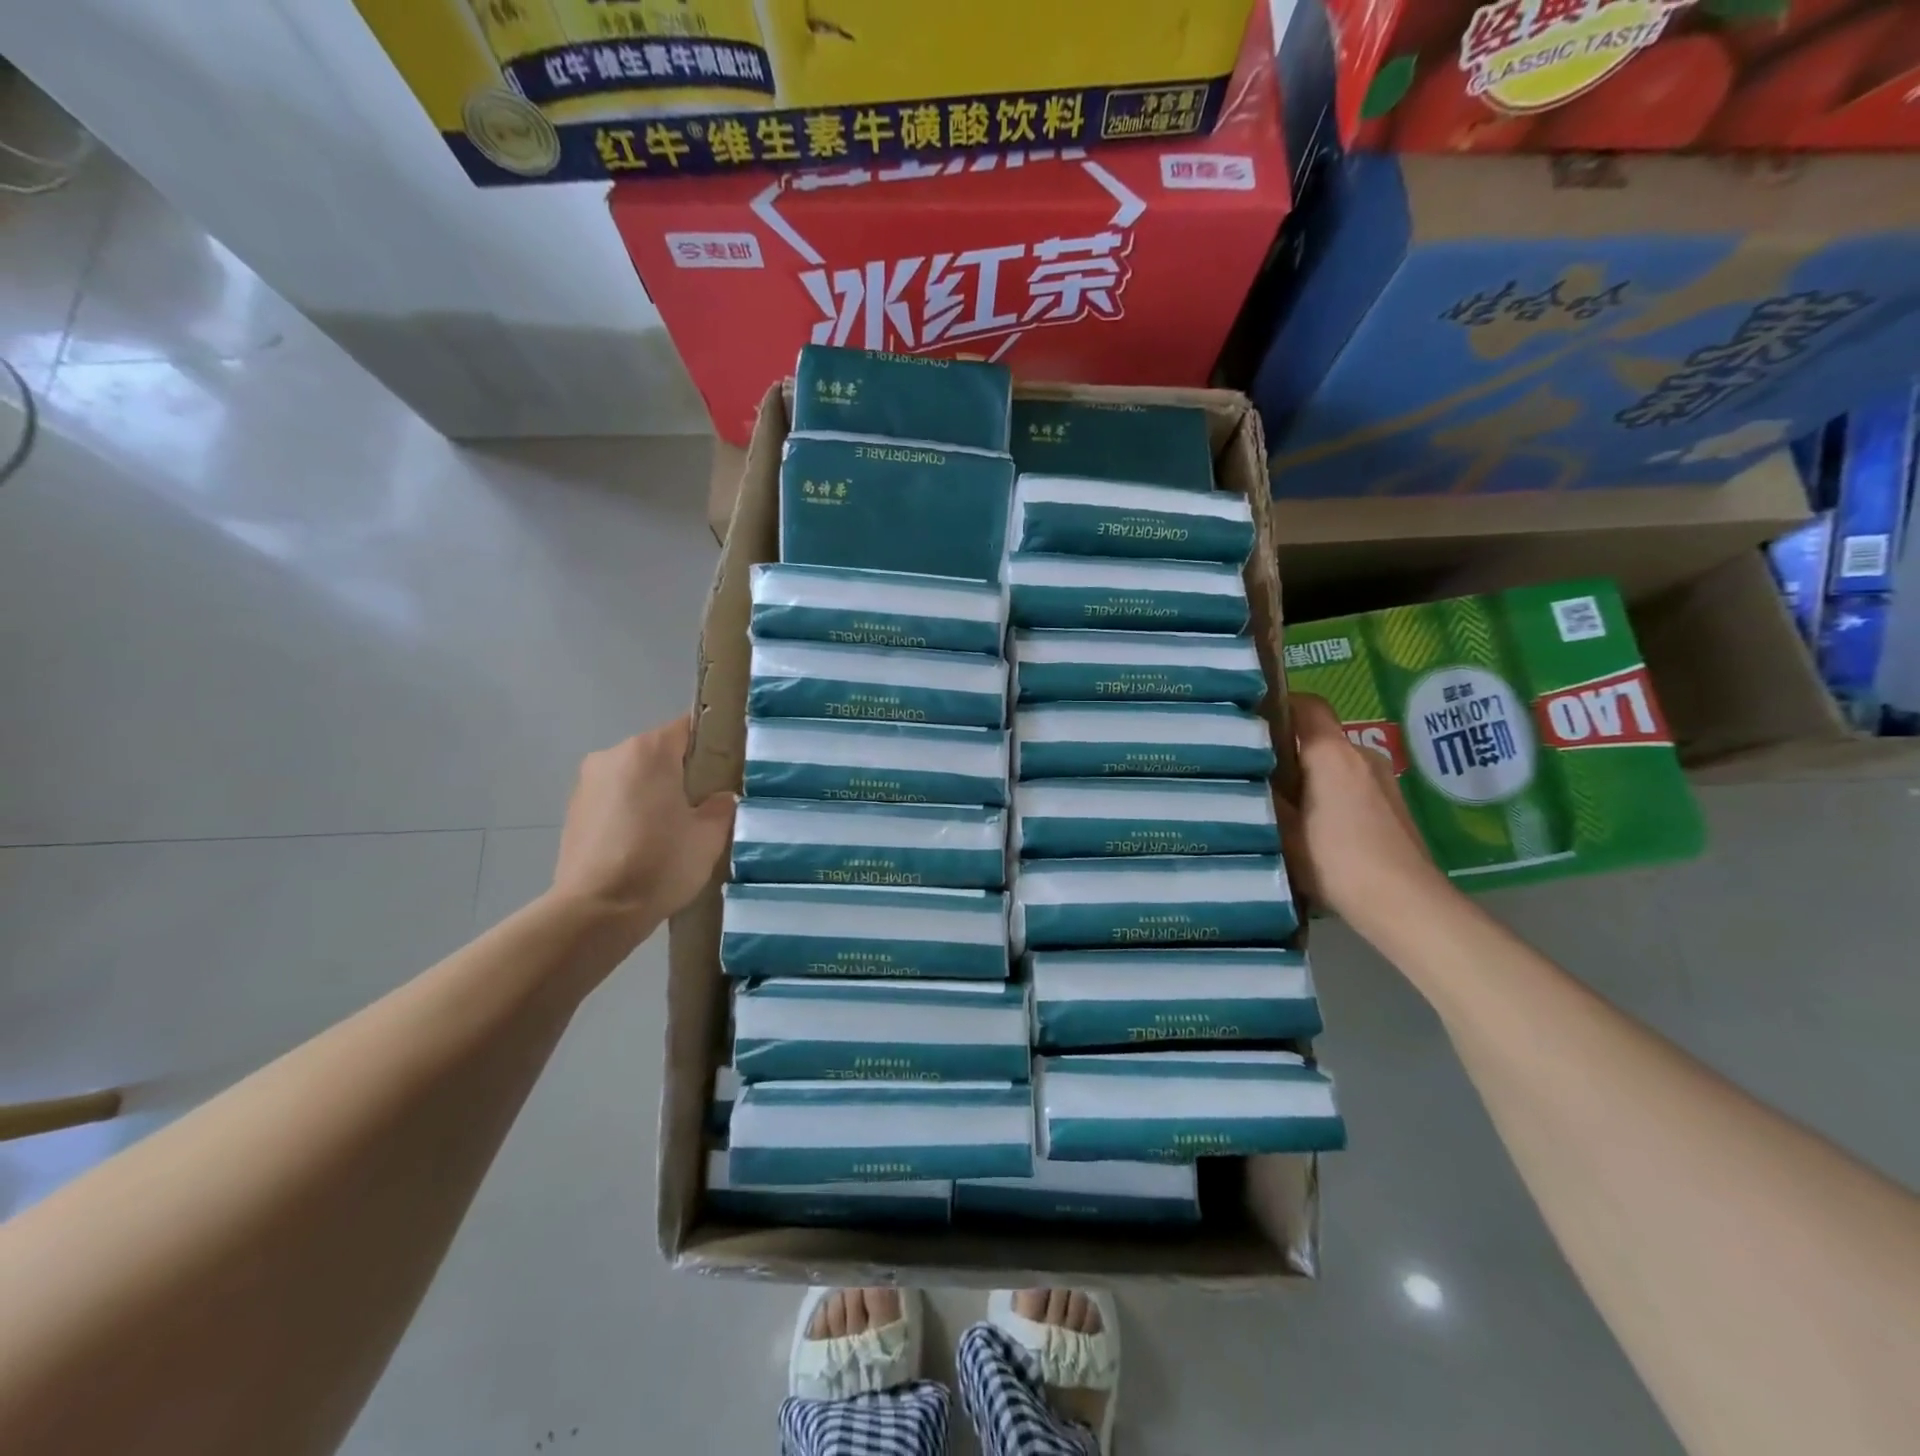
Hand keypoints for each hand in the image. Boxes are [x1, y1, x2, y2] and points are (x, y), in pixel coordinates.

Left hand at [551, 716, 734, 934]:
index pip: (688, 728)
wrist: (596, 911)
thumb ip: (721, 806)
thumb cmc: (660, 863)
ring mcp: (587, 783)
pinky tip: (644, 845)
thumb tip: (719, 797)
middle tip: (705, 806)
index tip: (728, 768)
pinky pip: (614, 800)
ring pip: (635, 777)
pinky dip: (631, 813)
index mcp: (649, 751)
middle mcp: (612, 755)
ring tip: (673, 831)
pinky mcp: (573, 812)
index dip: (712, 744)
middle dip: (682, 773)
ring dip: (654, 794)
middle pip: (659, 753)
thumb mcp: (709, 835)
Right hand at [1278, 694, 1449, 936]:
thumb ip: (1266, 797)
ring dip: (1313, 776)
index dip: (1281, 703)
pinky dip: (1332, 793)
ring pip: (1337, 763)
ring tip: (1285, 804)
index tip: (1255, 718)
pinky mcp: (1394, 804)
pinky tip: (1316, 825)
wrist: (1404, 902)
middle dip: (1291, 750)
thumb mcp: (1284, 831)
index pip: (1308, 706)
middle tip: (1259, 771)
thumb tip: (1248, 776)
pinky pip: (1353, 783)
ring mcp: (1384, 779)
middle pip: (1321, 737)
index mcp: (1332, 754)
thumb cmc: (1336, 861)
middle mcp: (1362, 756)